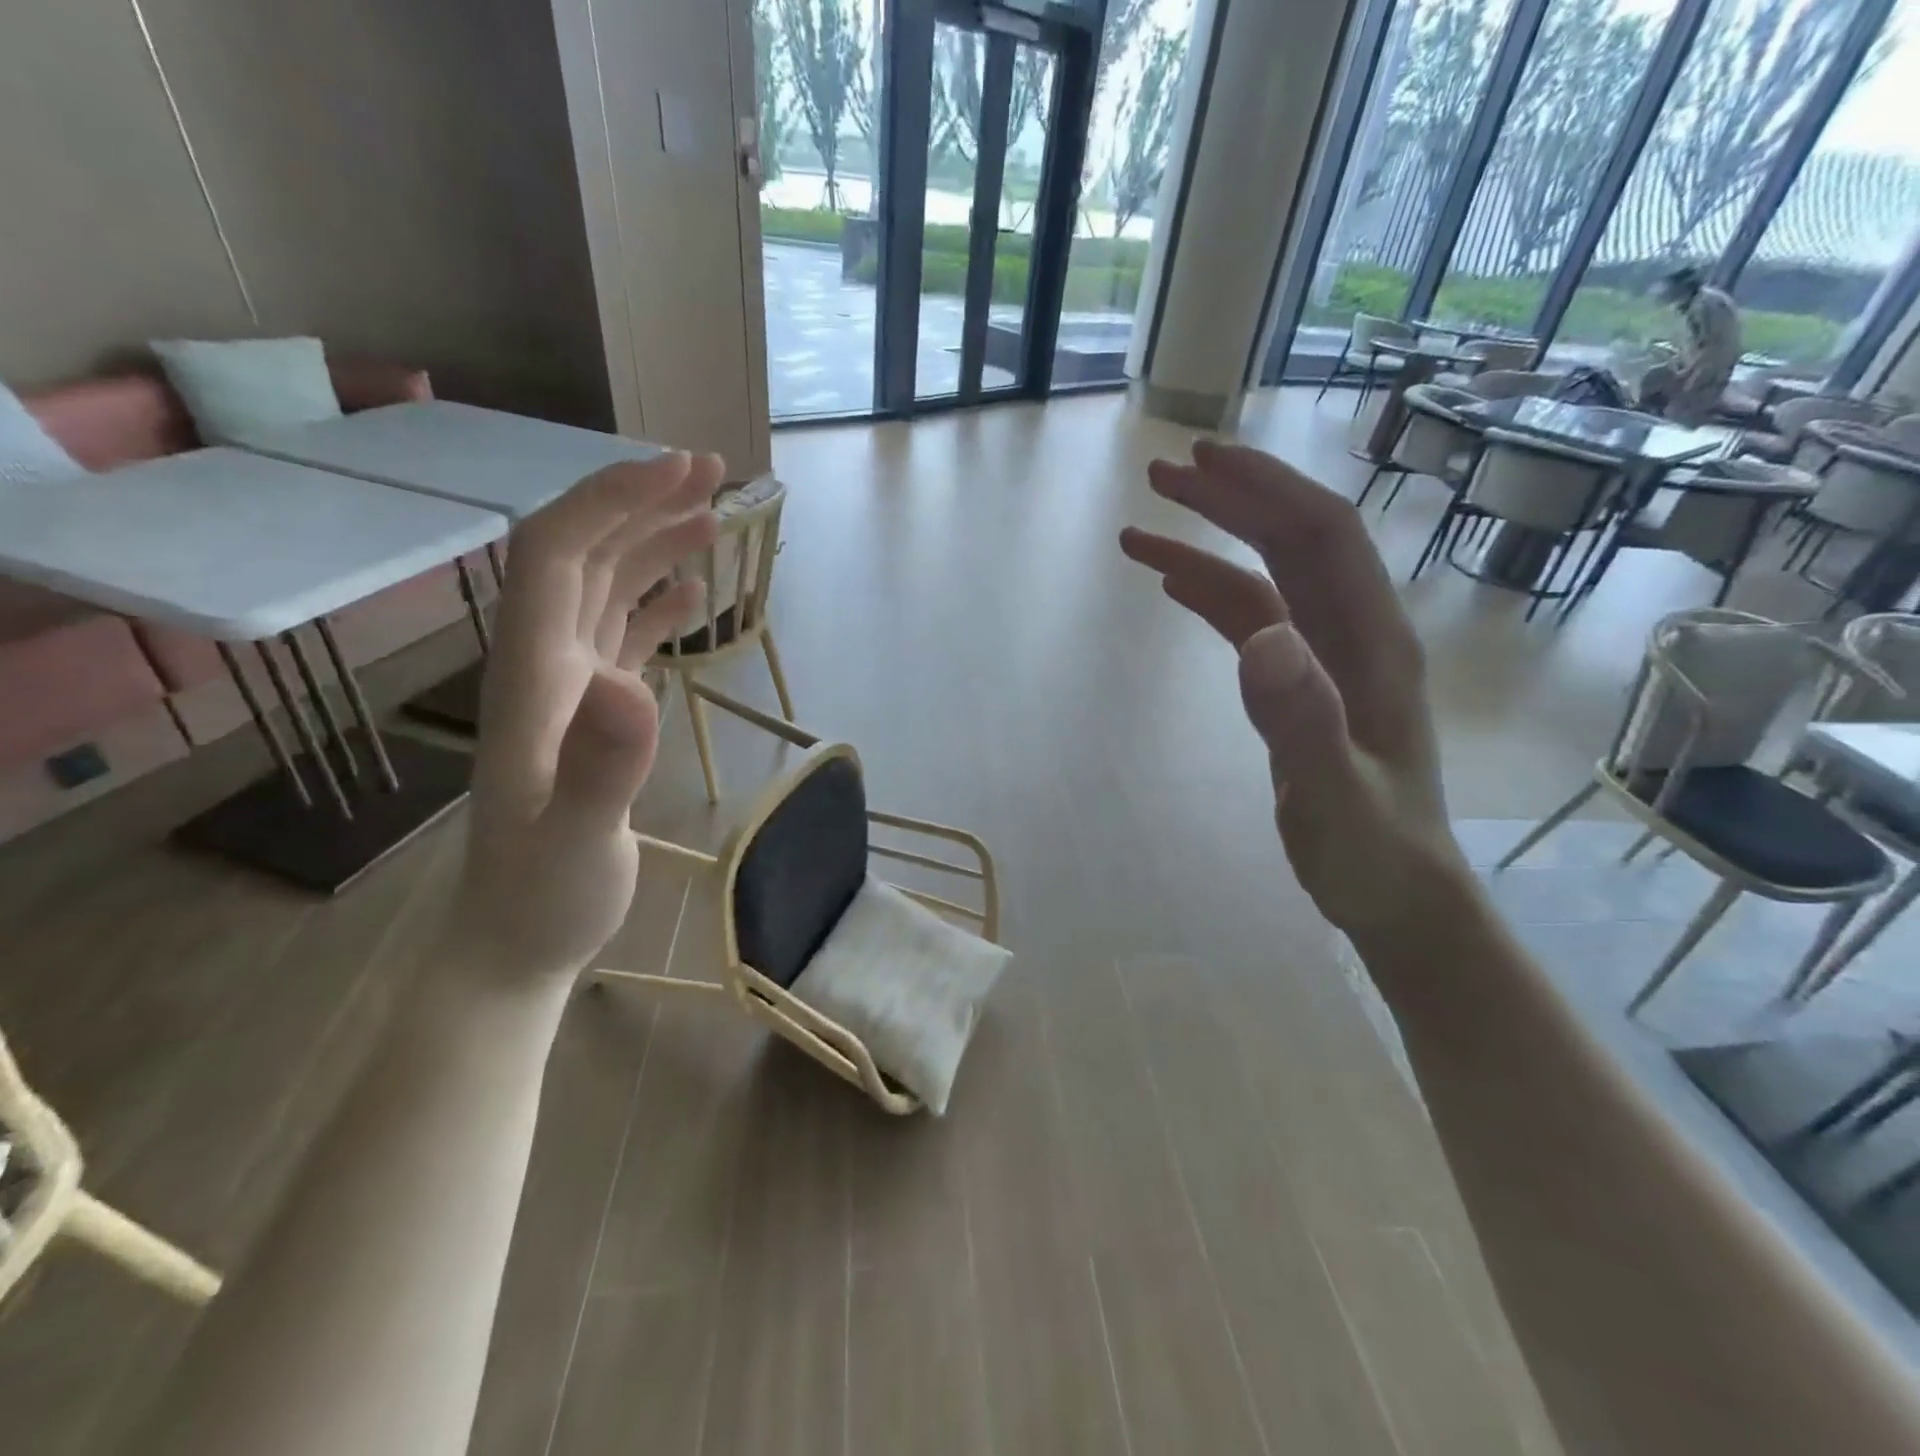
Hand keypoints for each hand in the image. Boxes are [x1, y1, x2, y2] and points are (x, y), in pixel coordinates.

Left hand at [459, 452, 721, 981]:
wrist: (517, 940)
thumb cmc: (545, 895)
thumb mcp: (577, 840)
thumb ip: (602, 766)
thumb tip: (631, 684)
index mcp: (533, 676)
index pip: (556, 555)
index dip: (611, 501)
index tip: (679, 472)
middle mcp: (545, 665)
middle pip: (582, 556)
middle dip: (642, 504)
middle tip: (714, 474)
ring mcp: (570, 689)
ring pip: (604, 590)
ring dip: (653, 545)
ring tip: (715, 519)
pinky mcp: (595, 714)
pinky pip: (622, 636)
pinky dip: (656, 603)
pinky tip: (692, 593)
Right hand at [1121, 440, 1467, 941]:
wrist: (1397, 895)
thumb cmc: (1372, 852)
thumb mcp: (1334, 797)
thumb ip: (1303, 722)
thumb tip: (1261, 638)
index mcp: (1373, 643)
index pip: (1322, 537)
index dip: (1266, 489)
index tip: (1204, 460)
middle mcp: (1353, 634)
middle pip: (1293, 541)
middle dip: (1232, 499)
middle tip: (1163, 473)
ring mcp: (1327, 659)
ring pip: (1267, 578)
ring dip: (1211, 544)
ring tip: (1141, 530)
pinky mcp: (1302, 684)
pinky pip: (1253, 621)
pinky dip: (1211, 595)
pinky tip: (1173, 586)